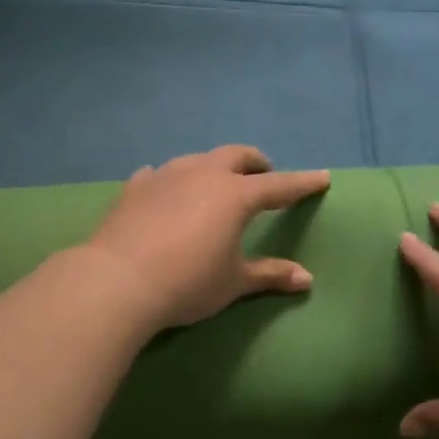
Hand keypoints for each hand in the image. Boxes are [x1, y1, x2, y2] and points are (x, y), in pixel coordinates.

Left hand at [81, 145, 331, 332]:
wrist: (116, 282)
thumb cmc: (187, 282)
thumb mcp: (233, 282)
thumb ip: (270, 274)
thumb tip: (307, 279)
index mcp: (236, 196)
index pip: (279, 186)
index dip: (302, 183)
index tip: (322, 177)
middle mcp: (204, 175)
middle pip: (236, 156)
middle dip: (255, 162)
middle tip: (263, 173)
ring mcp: (166, 176)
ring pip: (198, 159)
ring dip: (214, 167)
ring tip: (215, 182)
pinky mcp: (135, 187)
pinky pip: (159, 174)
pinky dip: (172, 180)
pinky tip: (165, 190)